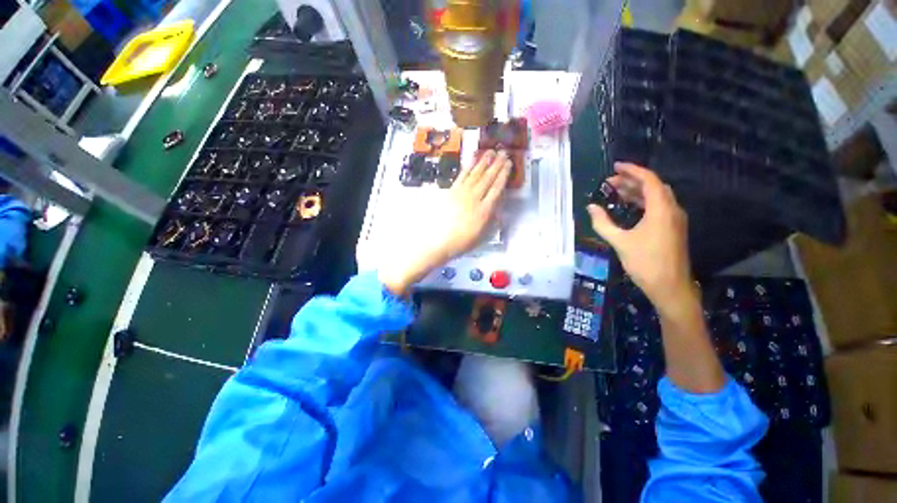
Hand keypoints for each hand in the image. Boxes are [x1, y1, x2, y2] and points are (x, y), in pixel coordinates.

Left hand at [379, 150, 511, 295]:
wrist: (440, 241)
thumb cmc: (463, 241)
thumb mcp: (483, 234)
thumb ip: (492, 218)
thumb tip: (498, 203)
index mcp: (485, 210)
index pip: (497, 188)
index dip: (503, 175)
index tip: (508, 164)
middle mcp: (475, 198)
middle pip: (487, 178)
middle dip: (496, 164)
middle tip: (503, 152)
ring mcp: (462, 193)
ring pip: (475, 174)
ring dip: (483, 162)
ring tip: (490, 152)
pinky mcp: (451, 191)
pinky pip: (462, 176)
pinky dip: (468, 167)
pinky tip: (472, 160)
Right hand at [587, 163, 693, 311]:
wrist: (670, 287)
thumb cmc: (645, 263)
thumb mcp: (620, 242)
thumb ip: (603, 223)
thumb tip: (591, 207)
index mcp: (661, 210)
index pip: (649, 180)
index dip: (632, 170)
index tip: (615, 167)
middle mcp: (671, 210)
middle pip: (653, 186)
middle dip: (632, 180)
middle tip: (610, 182)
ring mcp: (674, 219)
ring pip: (656, 197)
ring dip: (637, 191)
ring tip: (616, 191)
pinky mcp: (672, 228)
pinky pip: (658, 207)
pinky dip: (643, 202)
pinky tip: (630, 207)